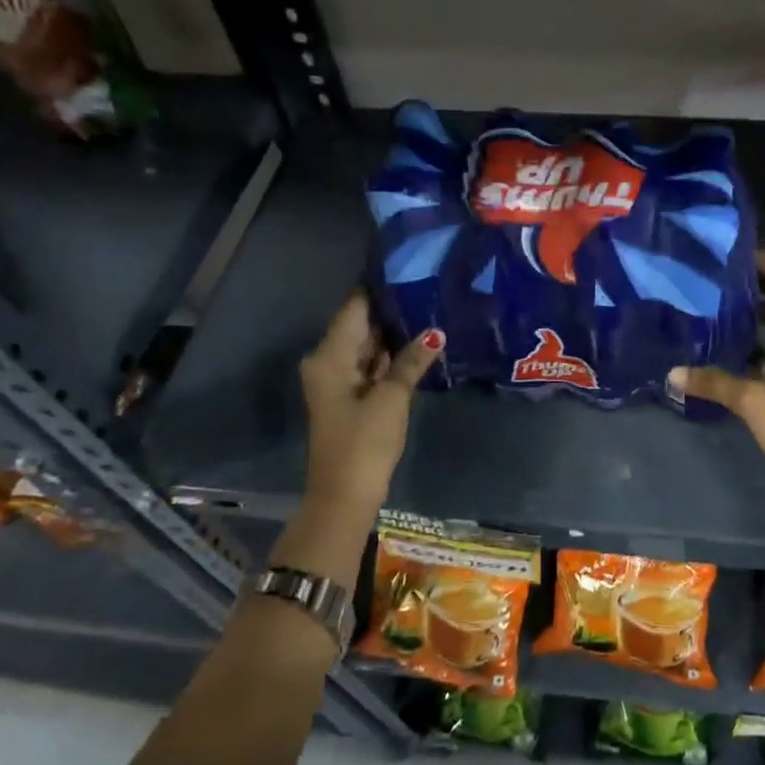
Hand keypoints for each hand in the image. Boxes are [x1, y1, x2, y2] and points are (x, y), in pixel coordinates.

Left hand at [300, 294, 442, 512]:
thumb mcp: (391, 398)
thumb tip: (435, 332)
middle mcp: (329, 362)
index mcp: (329, 356)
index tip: (409, 269)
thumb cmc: (364, 443)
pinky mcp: (351, 397)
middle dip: (391, 311)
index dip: (378, 289)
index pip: (354, 308)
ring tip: (429, 309)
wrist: (345, 495)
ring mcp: (339, 381)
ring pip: (367, 346)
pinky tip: (419, 344)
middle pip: (360, 326)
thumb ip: (411, 361)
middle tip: (428, 288)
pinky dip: (391, 357)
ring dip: (394, 334)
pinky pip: (371, 366)